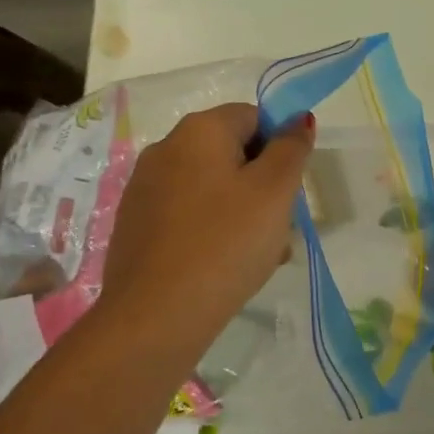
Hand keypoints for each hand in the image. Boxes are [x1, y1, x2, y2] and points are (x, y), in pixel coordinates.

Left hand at [92, 103, 315, 366]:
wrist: (156, 316)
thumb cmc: (226, 243)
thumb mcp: (275, 191)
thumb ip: (292, 148)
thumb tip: (298, 118)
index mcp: (199, 130)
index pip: (254, 118)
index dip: (280, 148)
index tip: (289, 190)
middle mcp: (165, 148)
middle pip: (232, 153)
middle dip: (263, 184)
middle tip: (280, 227)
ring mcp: (145, 188)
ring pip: (212, 187)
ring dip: (242, 211)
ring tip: (259, 255)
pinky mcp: (135, 225)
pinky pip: (188, 214)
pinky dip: (212, 229)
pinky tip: (224, 265)